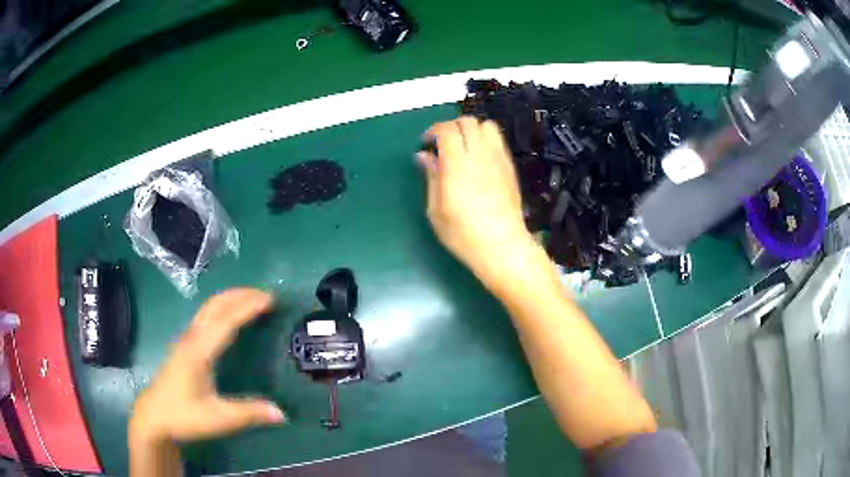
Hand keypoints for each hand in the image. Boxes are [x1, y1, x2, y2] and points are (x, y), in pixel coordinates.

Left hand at [130, 288, 284, 444]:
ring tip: (252, 300)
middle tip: (266, 295)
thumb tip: (282, 413)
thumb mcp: (217, 419)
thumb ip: (249, 413)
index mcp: (198, 351)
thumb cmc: (182, 416)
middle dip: (240, 295)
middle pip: (215, 306)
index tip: (270, 299)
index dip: (247, 308)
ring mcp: (186, 341)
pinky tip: (229, 318)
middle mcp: (191, 339)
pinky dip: (222, 309)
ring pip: (208, 309)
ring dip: (230, 299)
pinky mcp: (184, 347)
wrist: (153, 417)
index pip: (226, 321)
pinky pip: (205, 317)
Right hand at [418, 117, 534, 282]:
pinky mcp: (510, 167)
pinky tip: (479, 159)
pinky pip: (499, 141)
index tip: (426, 144)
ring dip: (472, 130)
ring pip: (487, 126)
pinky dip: (486, 140)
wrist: (502, 246)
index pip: (446, 129)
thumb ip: (431, 177)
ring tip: (464, 147)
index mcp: (457, 164)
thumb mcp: (436, 209)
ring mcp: (498, 159)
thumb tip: (424, 156)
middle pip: (468, 122)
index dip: (433, 131)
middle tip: (443, 144)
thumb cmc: (463, 233)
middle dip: (451, 127)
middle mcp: (480, 155)